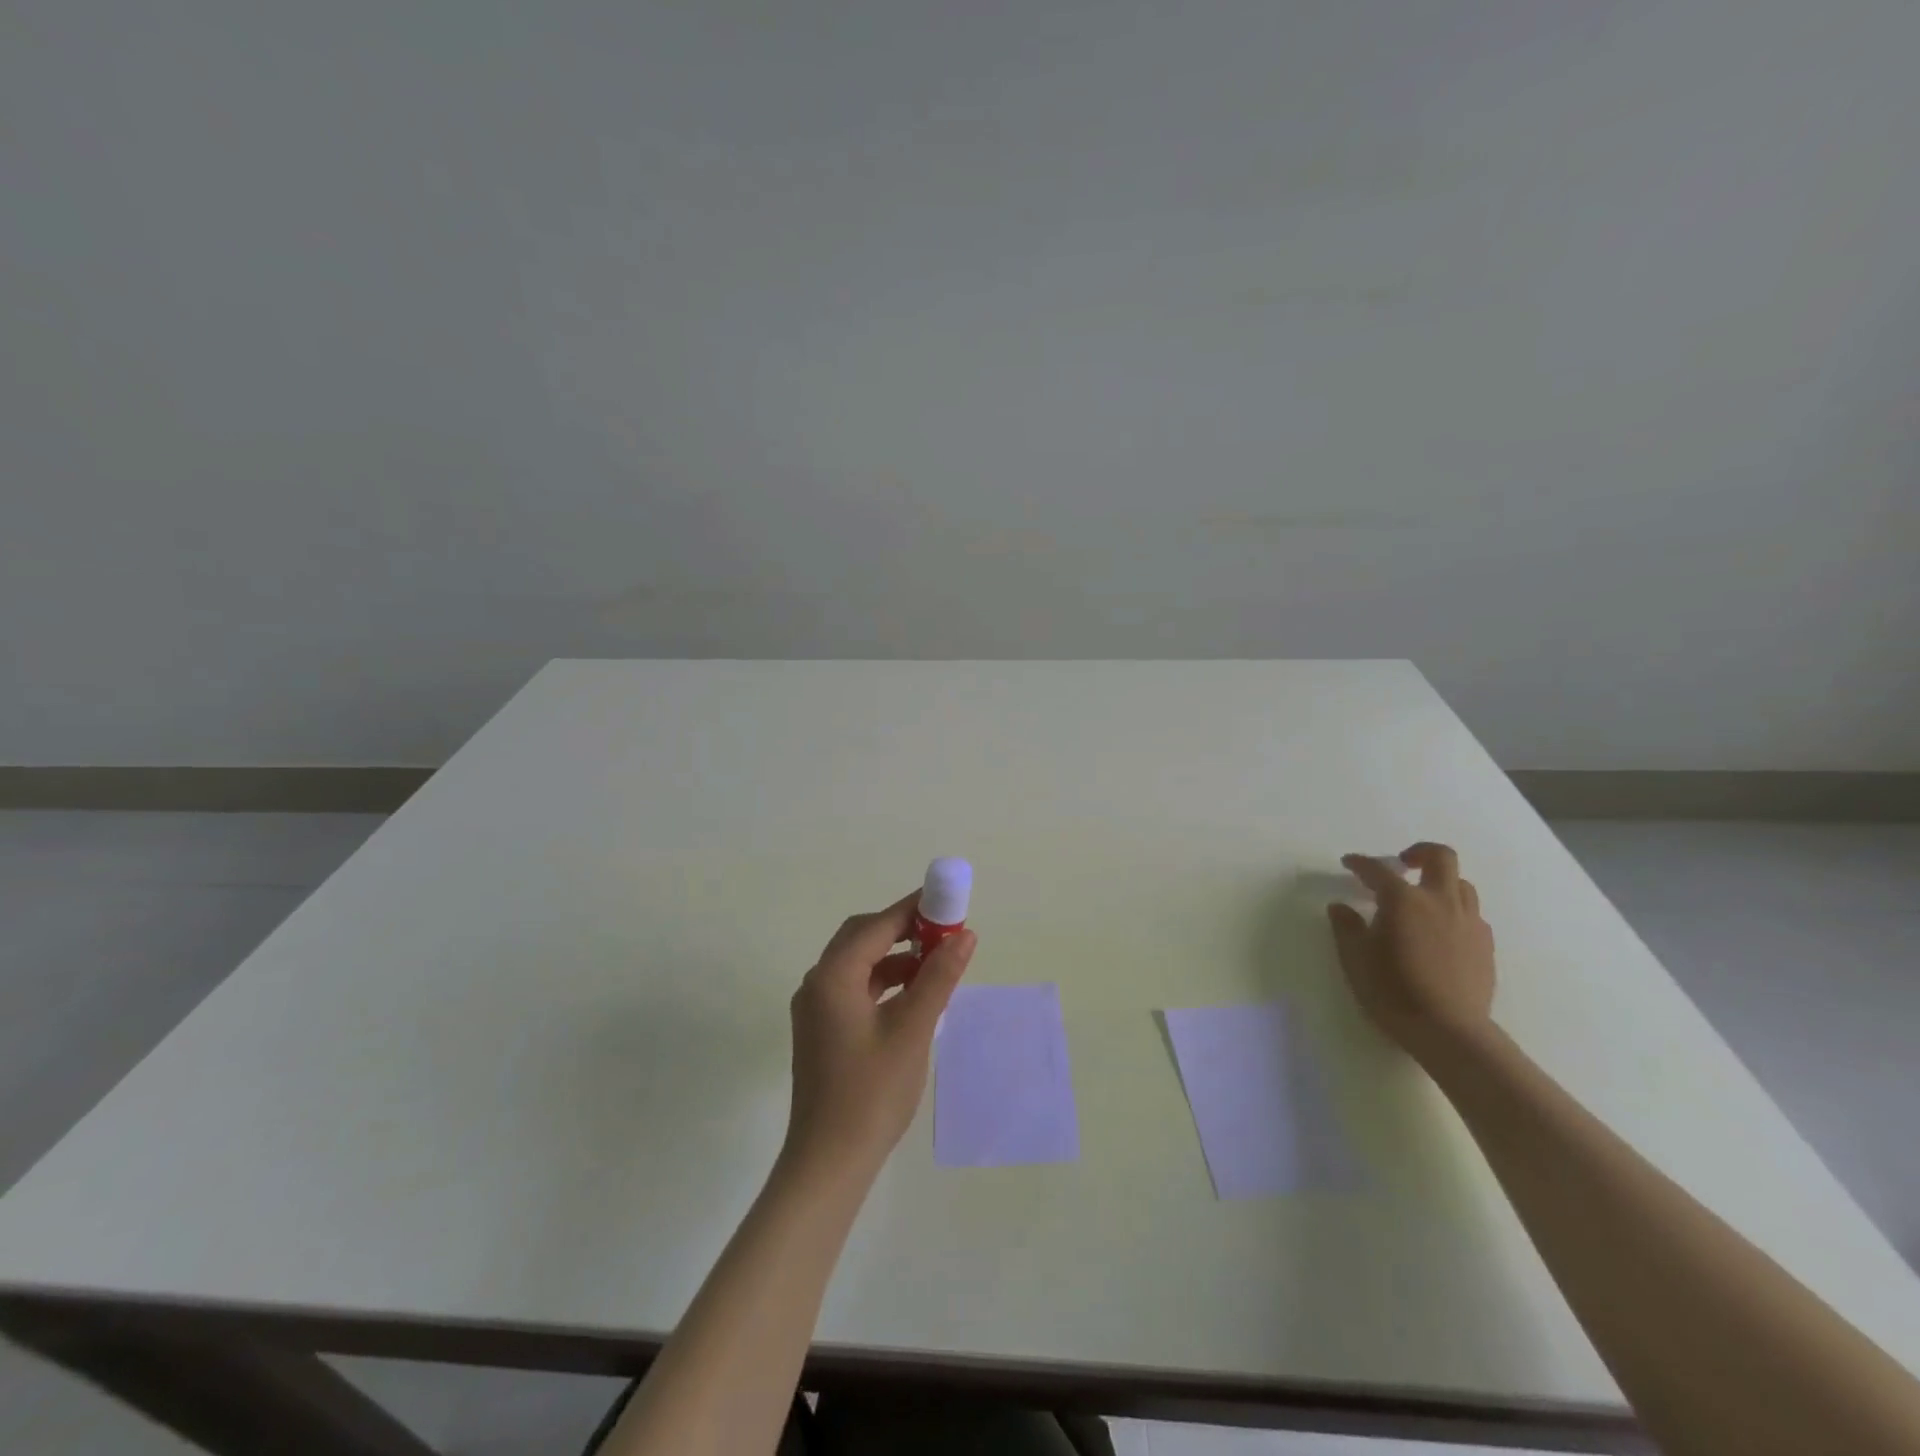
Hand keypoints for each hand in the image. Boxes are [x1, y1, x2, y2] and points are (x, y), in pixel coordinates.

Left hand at [783, 892, 976, 1183]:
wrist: (829, 1162)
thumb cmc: (872, 1092)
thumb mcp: (913, 1029)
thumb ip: (939, 977)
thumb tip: (965, 935)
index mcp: (833, 976)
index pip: (877, 925)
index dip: (913, 909)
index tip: (948, 903)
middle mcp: (817, 983)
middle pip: (862, 937)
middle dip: (903, 929)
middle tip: (943, 931)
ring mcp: (815, 1008)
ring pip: (858, 963)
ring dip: (895, 956)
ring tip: (936, 964)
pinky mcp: (821, 1030)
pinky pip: (855, 988)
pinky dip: (884, 982)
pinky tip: (913, 996)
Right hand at [1328, 842, 1495, 1061]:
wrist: (1450, 1032)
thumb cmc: (1393, 991)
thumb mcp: (1355, 958)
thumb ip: (1346, 927)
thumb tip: (1340, 907)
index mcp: (1403, 900)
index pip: (1378, 870)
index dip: (1360, 863)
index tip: (1349, 863)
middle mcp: (1440, 902)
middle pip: (1441, 858)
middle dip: (1420, 852)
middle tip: (1402, 863)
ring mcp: (1468, 922)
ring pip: (1461, 885)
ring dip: (1440, 883)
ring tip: (1423, 900)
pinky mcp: (1485, 946)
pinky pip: (1471, 914)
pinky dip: (1454, 911)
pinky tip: (1441, 931)